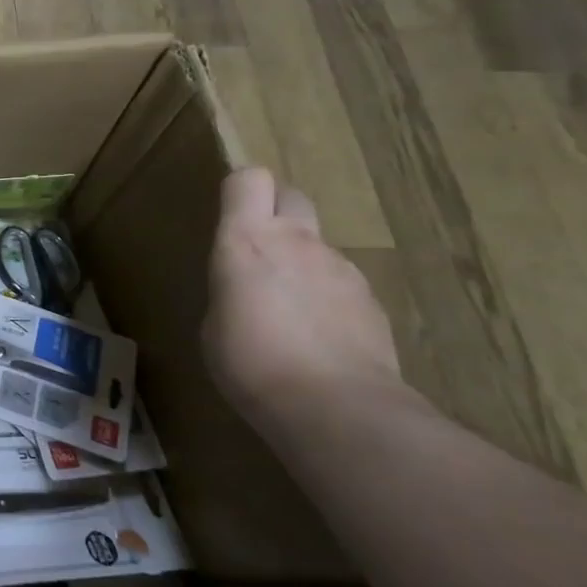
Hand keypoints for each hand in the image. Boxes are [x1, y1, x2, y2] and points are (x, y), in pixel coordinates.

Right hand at [204, 168, 404, 419]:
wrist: (336, 407)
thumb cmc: (251, 362)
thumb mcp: (214, 324)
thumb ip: (231, 290)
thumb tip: (249, 291)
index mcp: (247, 240)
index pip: (248, 179)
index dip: (239, 192)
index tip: (230, 218)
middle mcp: (297, 241)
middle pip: (291, 195)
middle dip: (276, 212)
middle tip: (260, 253)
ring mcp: (341, 268)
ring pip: (318, 245)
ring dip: (303, 263)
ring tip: (290, 314)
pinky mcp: (372, 300)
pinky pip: (342, 283)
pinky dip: (329, 298)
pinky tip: (320, 339)